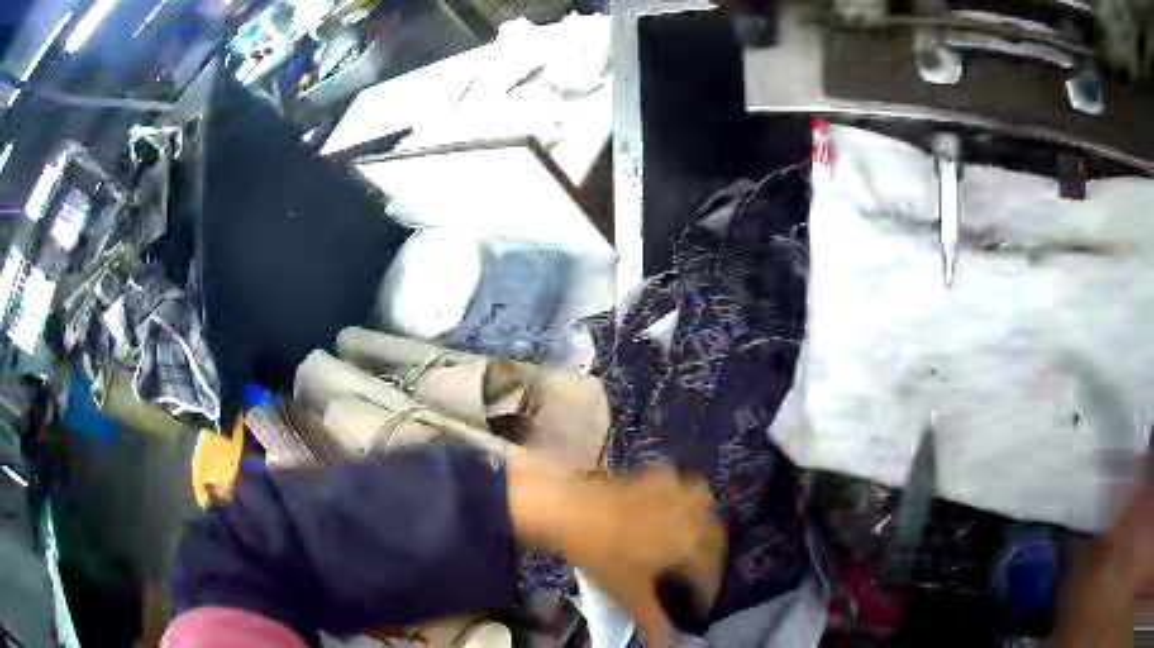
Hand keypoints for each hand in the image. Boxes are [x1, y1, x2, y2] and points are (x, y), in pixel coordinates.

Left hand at [508, 457, 724, 645]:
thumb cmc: (604, 558)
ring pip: (705, 506)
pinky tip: (671, 508)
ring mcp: (675, 492)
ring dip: (705, 524)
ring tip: (693, 542)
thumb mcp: (629, 595)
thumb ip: (653, 624)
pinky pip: (681, 486)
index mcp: (692, 545)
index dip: (707, 593)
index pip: (710, 574)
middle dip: (711, 560)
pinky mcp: (655, 477)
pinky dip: (683, 498)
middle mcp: (693, 515)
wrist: (571, 513)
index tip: (700, 606)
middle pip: (715, 539)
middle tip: (699, 578)